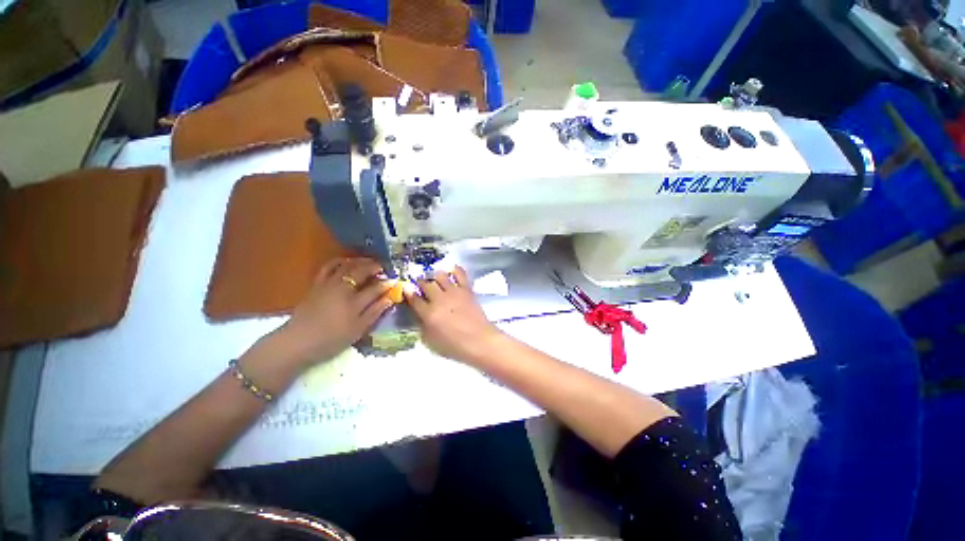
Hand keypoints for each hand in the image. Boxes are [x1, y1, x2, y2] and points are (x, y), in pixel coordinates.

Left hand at [271, 258, 393, 368]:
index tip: (396, 281)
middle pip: (361, 271)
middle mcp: (342, 288)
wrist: (297, 342)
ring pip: (346, 265)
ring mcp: (328, 284)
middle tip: (384, 268)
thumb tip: (390, 298)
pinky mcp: (316, 284)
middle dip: (375, 267)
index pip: (376, 288)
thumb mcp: (358, 329)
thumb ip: (375, 312)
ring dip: (360, 261)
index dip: (388, 283)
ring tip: (368, 262)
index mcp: (354, 301)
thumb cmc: (331, 339)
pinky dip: (339, 261)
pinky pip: (328, 267)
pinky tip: (346, 262)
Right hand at [406, 267, 505, 364]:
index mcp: (429, 313)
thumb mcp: (431, 341)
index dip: (408, 293)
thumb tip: (419, 314)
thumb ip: (422, 325)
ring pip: (440, 275)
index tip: (406, 288)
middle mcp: (439, 299)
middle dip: (421, 283)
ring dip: (435, 276)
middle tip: (421, 285)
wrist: (479, 341)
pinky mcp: (466, 289)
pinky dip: (455, 270)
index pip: (414, 298)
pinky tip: (451, 270)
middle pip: (426, 284)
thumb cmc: (454, 346)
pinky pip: (460, 274)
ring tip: (436, 279)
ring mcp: (454, 292)